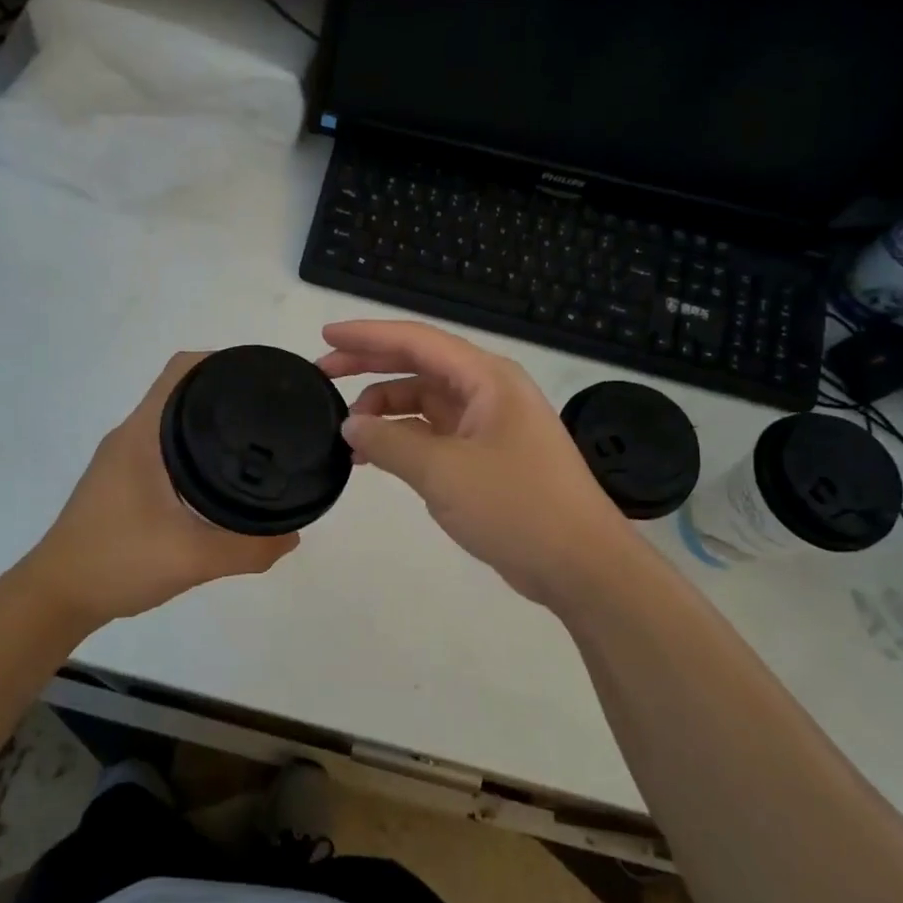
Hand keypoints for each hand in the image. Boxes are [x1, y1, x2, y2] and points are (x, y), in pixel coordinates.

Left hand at [21, 353, 299, 631]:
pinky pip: (165, 447)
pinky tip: (219, 478)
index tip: (262, 377)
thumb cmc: (116, 563)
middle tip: (271, 412)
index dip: (223, 361)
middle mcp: (131, 436)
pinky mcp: (121, 481)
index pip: (182, 370)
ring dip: (209, 423)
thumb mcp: (191, 559)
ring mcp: (123, 459)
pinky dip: (194, 449)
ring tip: (255, 440)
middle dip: (226, 392)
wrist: (56, 598)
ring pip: (172, 422)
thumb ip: (248, 549)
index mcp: (142, 435)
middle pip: (182, 391)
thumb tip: (293, 536)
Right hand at [317, 320, 636, 609]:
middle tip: (322, 375)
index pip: (417, 341)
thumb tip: (350, 424)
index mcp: (486, 379)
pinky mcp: (486, 457)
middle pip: (418, 366)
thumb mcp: (443, 472)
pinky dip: (403, 440)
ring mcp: (488, 425)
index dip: (367, 336)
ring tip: (346, 433)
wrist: (581, 565)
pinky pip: (434, 434)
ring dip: (384, 411)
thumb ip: (389, 442)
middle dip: (369, 367)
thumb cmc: (516, 507)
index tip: (325, 338)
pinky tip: (375, 456)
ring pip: (424, 403)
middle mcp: (487, 392)